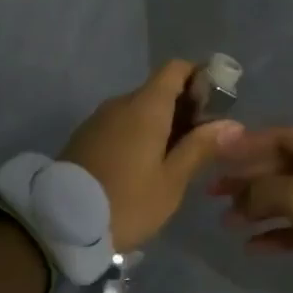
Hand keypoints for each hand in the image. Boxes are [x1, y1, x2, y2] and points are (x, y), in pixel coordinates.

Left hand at [61, 62, 244, 250]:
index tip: (216, 104)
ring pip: (139, 109)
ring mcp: (98, 119)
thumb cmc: (127, 202)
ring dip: (161, 124)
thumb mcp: (171, 181)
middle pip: (158, 90)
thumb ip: (199, 148)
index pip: (175, 69)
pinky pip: (121, 124)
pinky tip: (146, 165)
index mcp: (145, 106)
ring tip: (177, 159)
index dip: (199, 77)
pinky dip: (139, 134)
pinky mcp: (85, 137)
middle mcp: (120, 103)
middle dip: (184, 107)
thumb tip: (232, 123)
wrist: (60, 224)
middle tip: (203, 142)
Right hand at [208, 128, 292, 292]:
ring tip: (226, 222)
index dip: (249, 144)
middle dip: (247, 180)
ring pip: (286, 200)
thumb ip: (262, 190)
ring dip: (256, 209)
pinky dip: (274, 234)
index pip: (281, 138)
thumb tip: (239, 199)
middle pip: (280, 169)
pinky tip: (251, 246)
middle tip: (214, 192)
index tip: (220, 154)